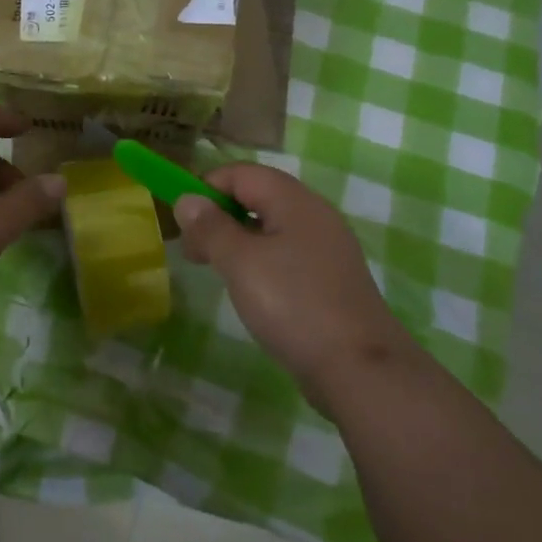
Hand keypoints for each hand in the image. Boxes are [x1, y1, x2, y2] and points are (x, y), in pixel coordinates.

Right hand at [175, 164, 417, 408]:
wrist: (359, 369)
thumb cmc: (293, 305)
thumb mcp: (241, 262)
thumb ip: (211, 227)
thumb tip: (188, 199)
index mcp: (294, 201)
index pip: (241, 173)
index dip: (207, 188)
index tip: (182, 223)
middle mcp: (315, 215)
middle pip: (257, 196)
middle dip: (219, 216)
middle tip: (193, 251)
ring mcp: (327, 248)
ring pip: (271, 227)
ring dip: (237, 240)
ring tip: (215, 270)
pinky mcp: (331, 279)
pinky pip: (287, 254)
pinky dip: (260, 261)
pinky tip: (251, 290)